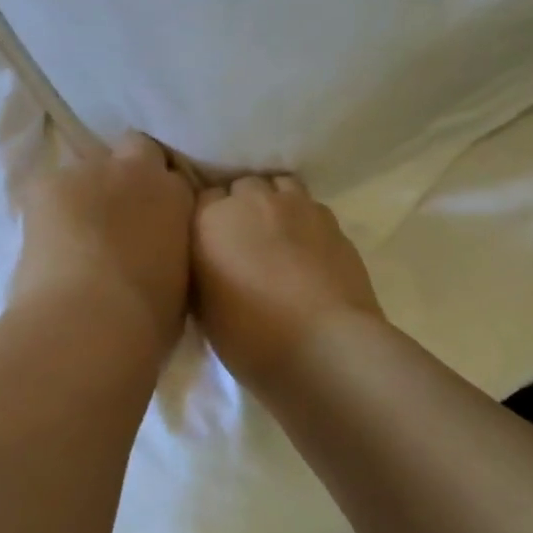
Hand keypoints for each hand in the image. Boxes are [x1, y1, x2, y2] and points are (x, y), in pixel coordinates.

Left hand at [12, 134, 195, 354]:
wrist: (88, 322)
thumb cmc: (146, 318)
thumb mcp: (178, 281)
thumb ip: (170, 250)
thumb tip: (154, 252)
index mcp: (176, 195)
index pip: (171, 175)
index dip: (159, 195)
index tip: (151, 221)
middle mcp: (134, 171)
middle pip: (132, 152)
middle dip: (124, 177)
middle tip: (113, 218)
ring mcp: (86, 172)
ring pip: (84, 174)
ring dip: (83, 196)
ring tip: (72, 239)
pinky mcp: (45, 185)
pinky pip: (49, 191)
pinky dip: (48, 211)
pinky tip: (46, 243)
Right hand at [192, 175, 383, 399]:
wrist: (324, 346)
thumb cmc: (250, 335)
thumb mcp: (202, 307)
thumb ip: (201, 270)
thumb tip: (208, 260)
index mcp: (210, 219)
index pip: (200, 197)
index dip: (206, 219)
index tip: (209, 242)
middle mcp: (251, 201)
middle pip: (241, 186)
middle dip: (240, 205)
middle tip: (242, 239)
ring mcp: (296, 206)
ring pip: (279, 186)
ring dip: (273, 202)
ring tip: (275, 233)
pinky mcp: (331, 220)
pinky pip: (309, 206)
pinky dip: (302, 219)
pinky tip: (305, 246)